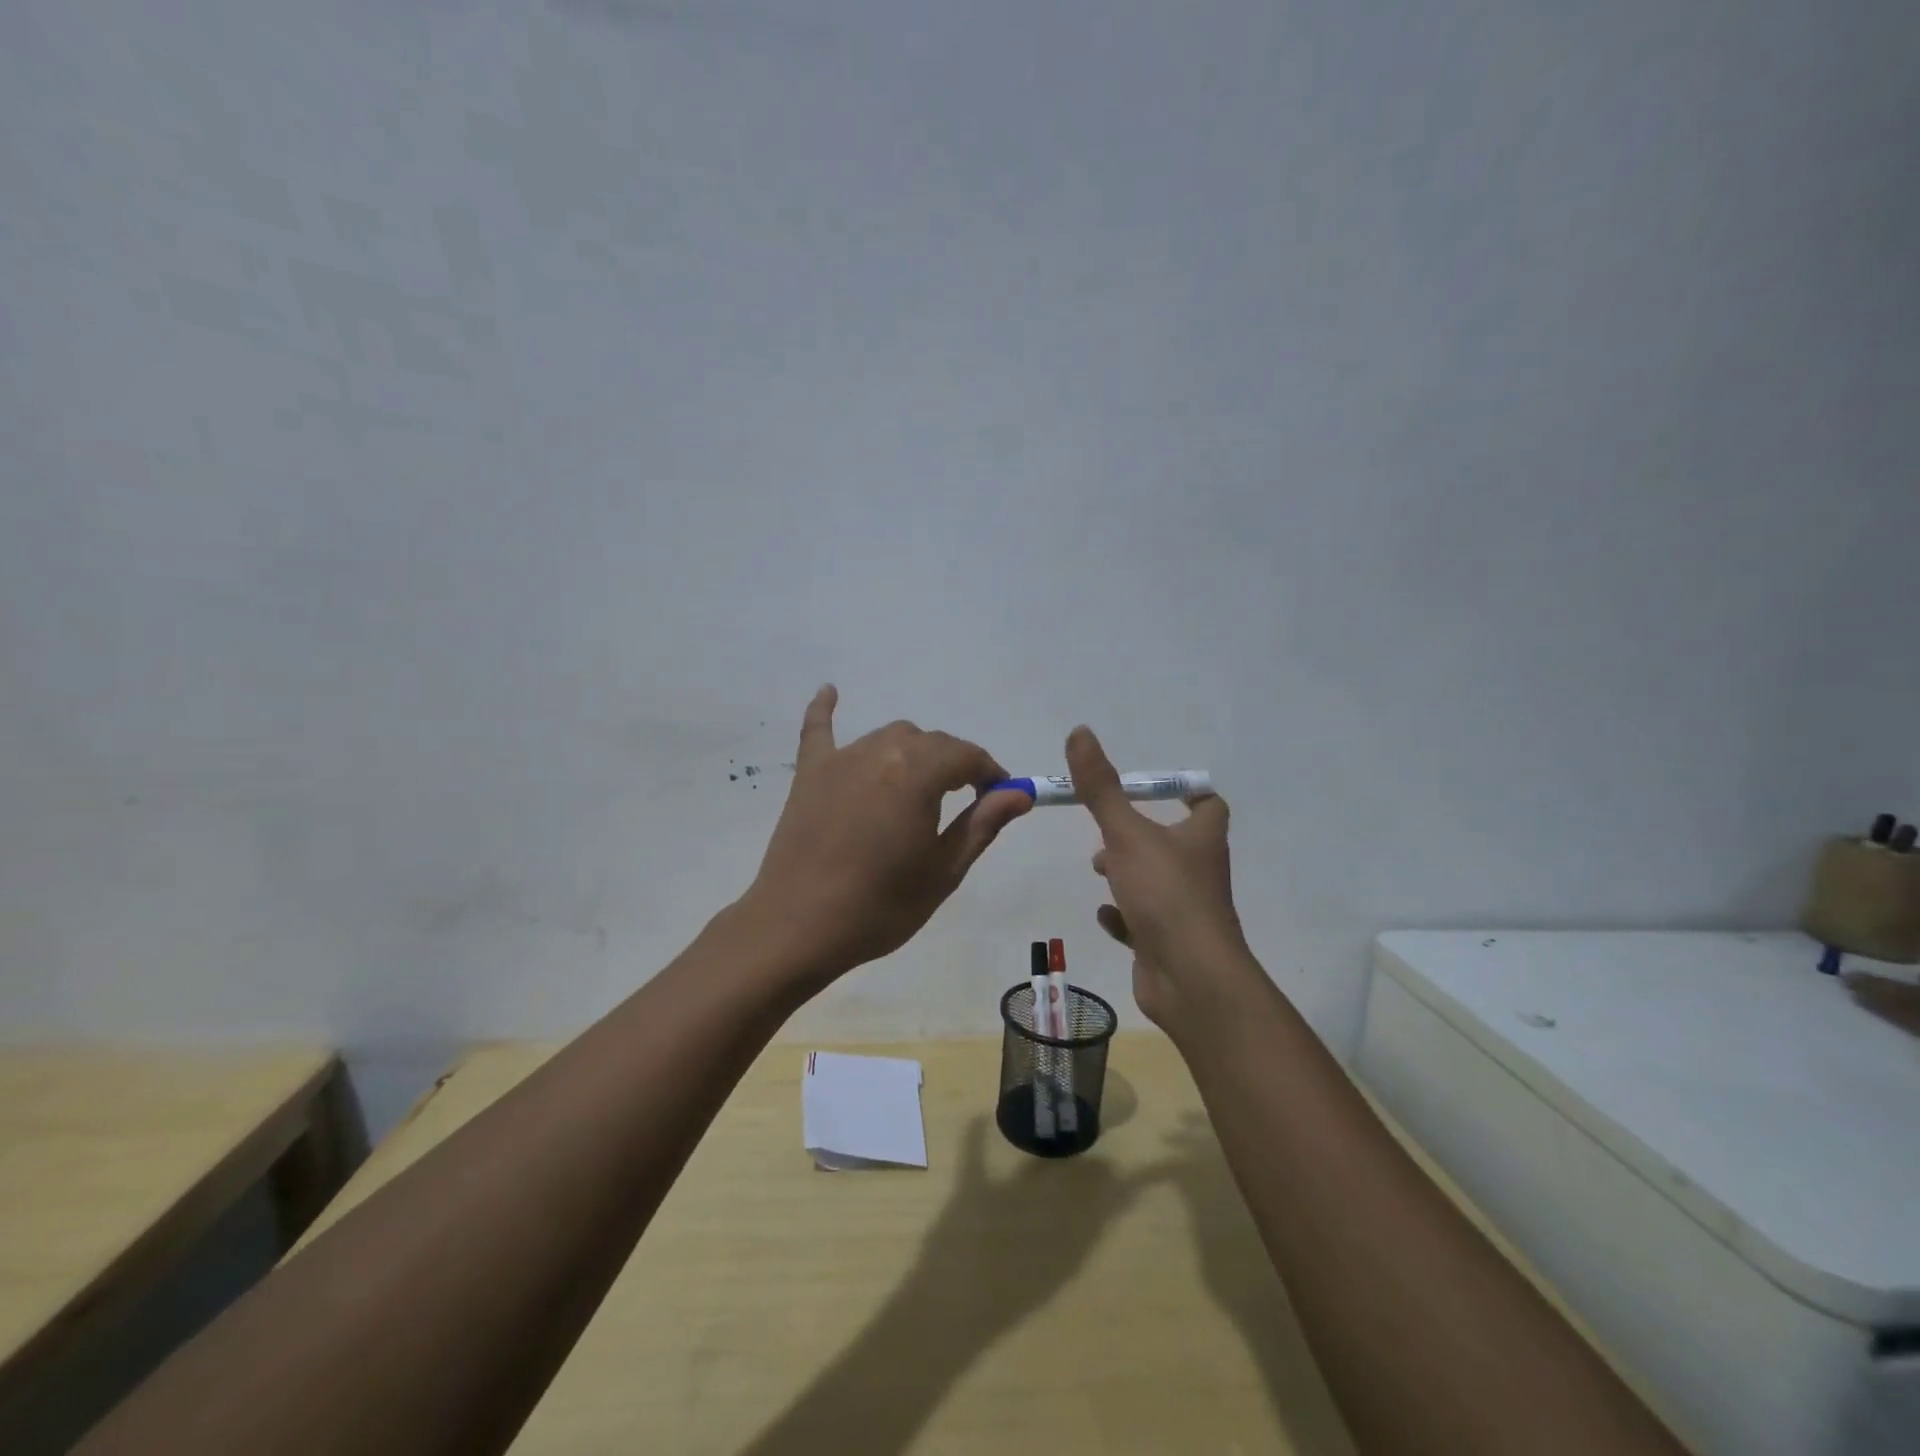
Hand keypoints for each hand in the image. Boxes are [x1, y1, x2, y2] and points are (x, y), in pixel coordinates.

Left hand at [741, 686, 1031, 980]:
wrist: (798, 928)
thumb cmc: (880, 906)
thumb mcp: (943, 871)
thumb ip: (982, 824)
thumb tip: (1020, 793)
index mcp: (917, 774)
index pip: (966, 756)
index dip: (990, 773)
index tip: (1000, 797)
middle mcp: (879, 752)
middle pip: (929, 743)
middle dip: (954, 764)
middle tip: (964, 802)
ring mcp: (840, 760)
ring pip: (888, 737)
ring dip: (913, 753)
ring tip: (920, 787)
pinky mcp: (809, 774)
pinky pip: (819, 731)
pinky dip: (826, 711)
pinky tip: (830, 691)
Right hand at [1067, 725, 1249, 1030]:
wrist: (1190, 978)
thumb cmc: (1165, 894)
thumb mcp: (1127, 833)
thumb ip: (1101, 787)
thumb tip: (1080, 731)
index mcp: (1201, 839)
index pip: (1208, 805)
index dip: (1186, 792)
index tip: (1155, 787)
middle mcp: (1199, 872)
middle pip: (1176, 843)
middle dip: (1140, 834)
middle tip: (1108, 831)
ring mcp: (1186, 911)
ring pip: (1158, 883)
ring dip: (1129, 873)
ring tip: (1099, 868)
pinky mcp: (1168, 943)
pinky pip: (1145, 923)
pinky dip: (1125, 916)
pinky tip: (1106, 914)